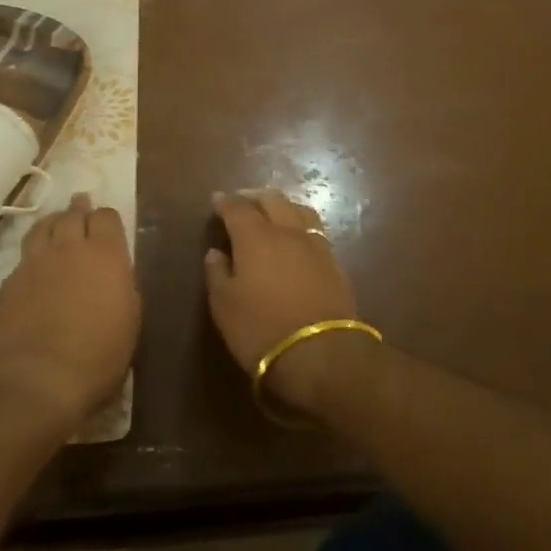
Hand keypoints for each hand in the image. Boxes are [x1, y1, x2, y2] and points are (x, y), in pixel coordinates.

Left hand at [0, 194, 139, 437]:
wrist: (35, 383)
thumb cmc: (96, 359)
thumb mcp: (128, 323)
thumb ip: (122, 288)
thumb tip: (115, 276)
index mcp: (105, 255)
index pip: (106, 216)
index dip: (107, 218)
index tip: (108, 224)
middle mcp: (68, 249)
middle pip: (72, 214)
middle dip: (78, 209)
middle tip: (80, 205)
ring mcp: (33, 264)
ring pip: (42, 228)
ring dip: (52, 223)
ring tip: (55, 223)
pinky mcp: (7, 284)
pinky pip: (23, 258)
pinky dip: (32, 256)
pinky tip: (33, 268)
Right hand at [206, 190, 368, 413]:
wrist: (321, 353)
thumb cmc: (261, 329)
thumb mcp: (224, 306)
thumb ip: (217, 273)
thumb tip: (216, 252)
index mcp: (255, 237)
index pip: (238, 208)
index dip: (226, 202)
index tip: (217, 199)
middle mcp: (286, 231)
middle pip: (272, 200)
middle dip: (255, 196)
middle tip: (243, 200)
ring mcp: (315, 245)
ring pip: (299, 210)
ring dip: (283, 205)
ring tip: (273, 212)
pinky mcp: (334, 262)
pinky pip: (315, 230)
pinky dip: (301, 225)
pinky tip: (297, 238)